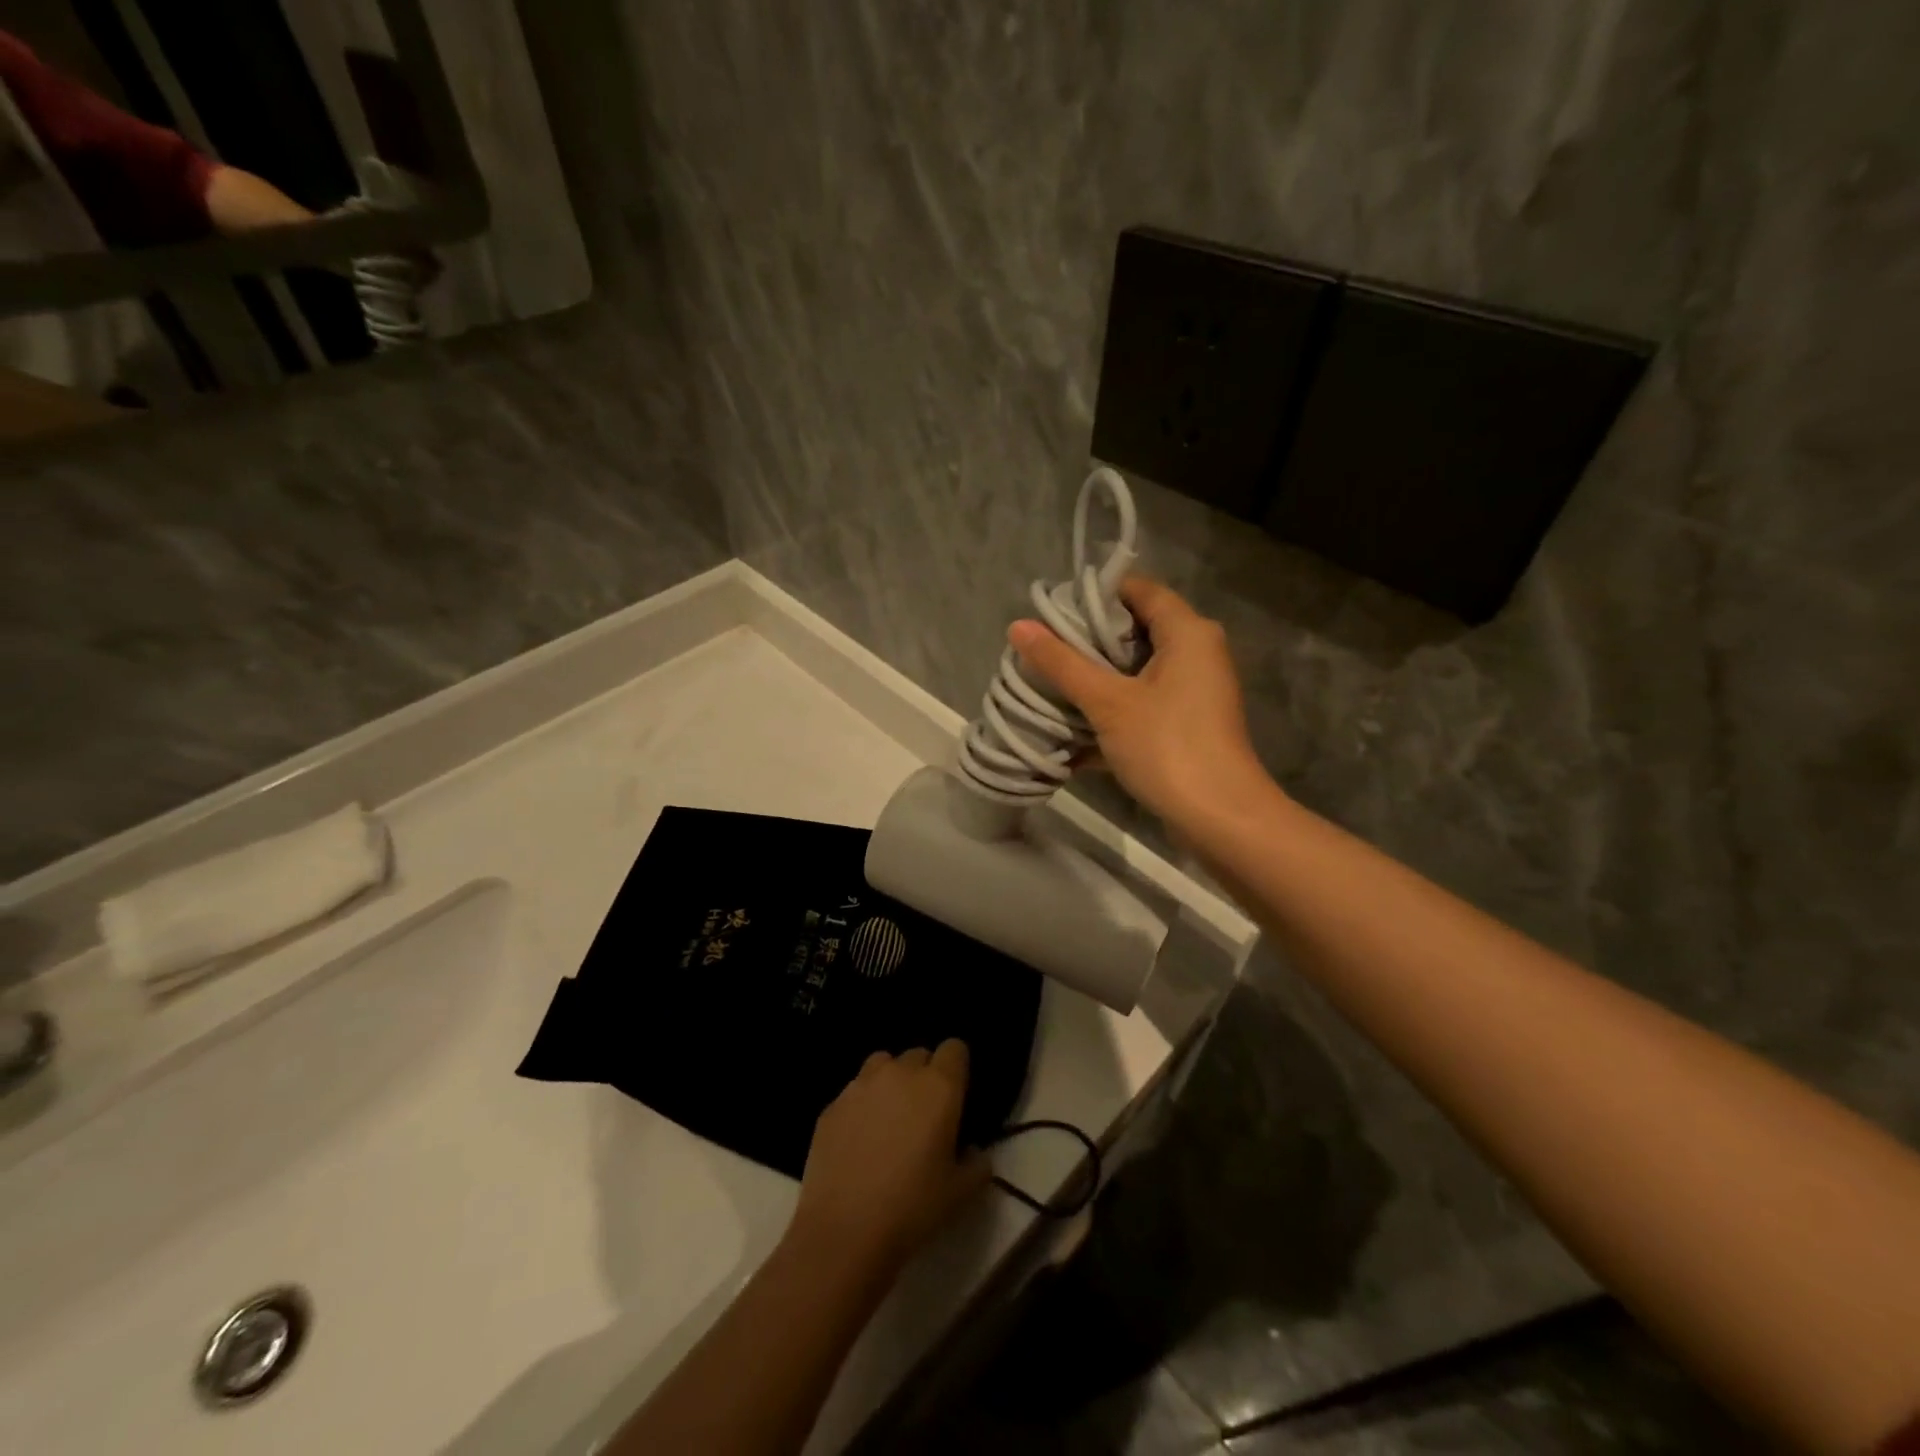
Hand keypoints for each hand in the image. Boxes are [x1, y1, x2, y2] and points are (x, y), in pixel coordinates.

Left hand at [790, 1041, 990, 1276]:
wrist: (844, 1232)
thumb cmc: (912, 1208)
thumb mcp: (961, 1193)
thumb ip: (977, 1164)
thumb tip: (973, 1151)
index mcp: (938, 1086)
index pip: (955, 1048)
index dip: (957, 1068)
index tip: (956, 1095)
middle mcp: (900, 1073)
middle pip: (919, 1055)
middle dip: (925, 1076)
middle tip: (924, 1114)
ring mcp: (861, 1085)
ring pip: (883, 1065)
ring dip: (891, 1082)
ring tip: (890, 1119)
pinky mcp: (832, 1104)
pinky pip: (854, 1091)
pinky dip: (862, 1105)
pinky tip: (859, 1140)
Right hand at [1009, 576, 1274, 828]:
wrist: (1219, 818)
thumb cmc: (1167, 746)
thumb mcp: (1108, 702)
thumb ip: (1063, 663)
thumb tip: (1018, 626)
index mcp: (1187, 632)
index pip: (1139, 590)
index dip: (1096, 594)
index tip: (1053, 610)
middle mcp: (1196, 653)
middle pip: (1136, 629)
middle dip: (1088, 640)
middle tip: (1045, 648)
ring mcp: (1193, 691)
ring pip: (1137, 670)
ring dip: (1096, 678)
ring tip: (1049, 682)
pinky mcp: (1186, 724)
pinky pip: (1143, 703)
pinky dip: (1112, 709)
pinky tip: (1071, 726)